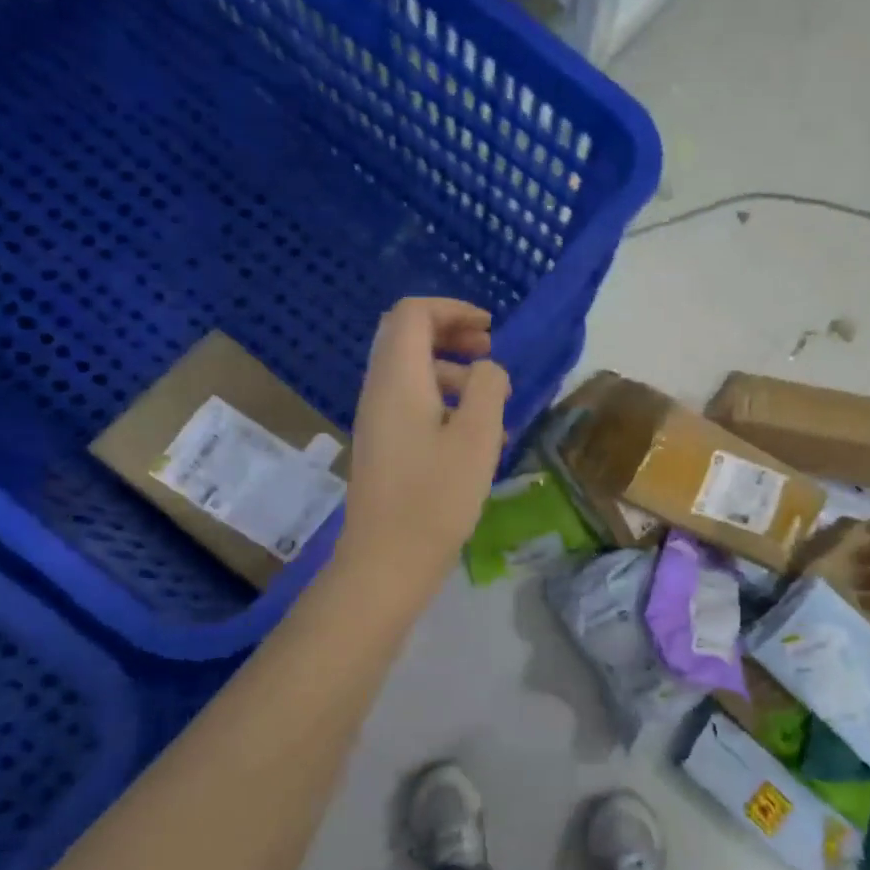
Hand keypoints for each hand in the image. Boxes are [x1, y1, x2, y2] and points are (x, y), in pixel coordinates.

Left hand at [338, 298, 509, 590]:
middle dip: (450, 334)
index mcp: (398, 379)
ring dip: (451, 370)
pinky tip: (475, 435)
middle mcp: (380, 390)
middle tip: (489, 351)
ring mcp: (377, 419)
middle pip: (406, 337)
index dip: (452, 310)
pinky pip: (412, 403)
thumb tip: (488, 369)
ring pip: (411, 371)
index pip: (413, 314)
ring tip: (492, 400)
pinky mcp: (384, 445)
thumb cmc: (436, 497)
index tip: (490, 329)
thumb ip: (488, 387)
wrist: (388, 560)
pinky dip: (443, 400)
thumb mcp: (477, 436)